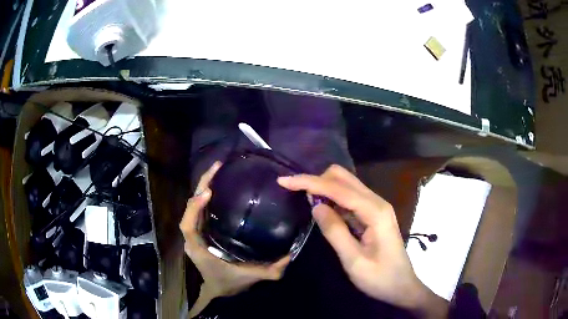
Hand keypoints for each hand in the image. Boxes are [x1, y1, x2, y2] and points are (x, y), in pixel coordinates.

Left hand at [180, 162, 289, 316]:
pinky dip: (205, 196)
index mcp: (198, 248)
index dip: (194, 208)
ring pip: (194, 207)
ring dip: (202, 188)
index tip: (208, 192)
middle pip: (190, 209)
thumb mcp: (252, 278)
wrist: (219, 291)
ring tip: (217, 171)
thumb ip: (272, 270)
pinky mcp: (201, 231)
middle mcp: (193, 238)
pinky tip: (217, 186)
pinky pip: (200, 210)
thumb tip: (291, 254)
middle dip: (200, 187)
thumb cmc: (229, 283)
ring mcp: (195, 234)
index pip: (188, 225)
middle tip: (216, 168)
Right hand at [278, 165, 447, 317]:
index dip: (310, 182)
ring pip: (346, 185)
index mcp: (374, 211)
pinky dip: (332, 198)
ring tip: (303, 198)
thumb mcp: (353, 260)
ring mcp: (376, 207)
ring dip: (324, 187)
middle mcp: (377, 202)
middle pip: (343, 178)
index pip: (338, 189)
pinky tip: (322, 207)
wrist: (401, 286)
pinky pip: (350, 198)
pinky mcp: (373, 214)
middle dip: (317, 180)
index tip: (285, 181)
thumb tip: (315, 205)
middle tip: (294, 191)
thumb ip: (335, 231)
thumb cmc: (379, 278)